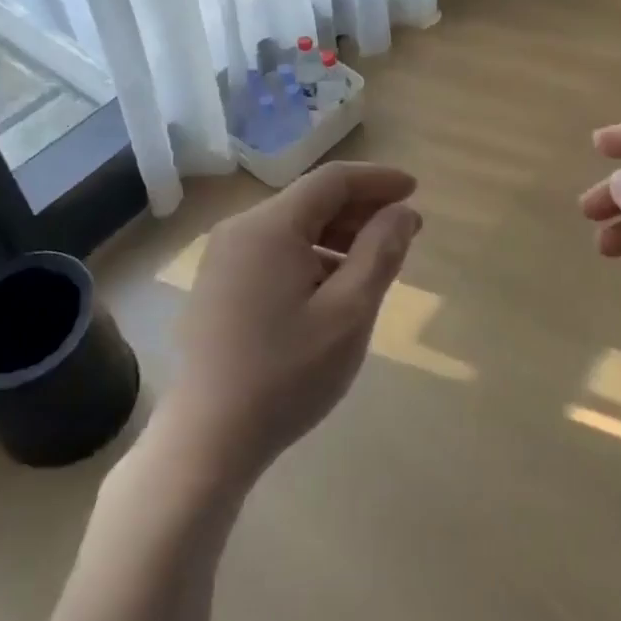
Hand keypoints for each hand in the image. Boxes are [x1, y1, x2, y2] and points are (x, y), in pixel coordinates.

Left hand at [152, 162, 421, 488]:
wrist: (206, 439)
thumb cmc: (285, 374)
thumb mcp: (348, 313)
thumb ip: (380, 253)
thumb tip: (402, 212)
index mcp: (269, 226)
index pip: (332, 180)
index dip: (377, 180)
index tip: (414, 191)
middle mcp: (240, 229)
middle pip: (310, 201)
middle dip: (360, 210)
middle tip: (404, 231)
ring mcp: (223, 257)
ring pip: (292, 228)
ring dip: (337, 235)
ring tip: (374, 262)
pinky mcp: (217, 285)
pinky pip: (272, 252)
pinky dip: (309, 256)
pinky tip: (332, 288)